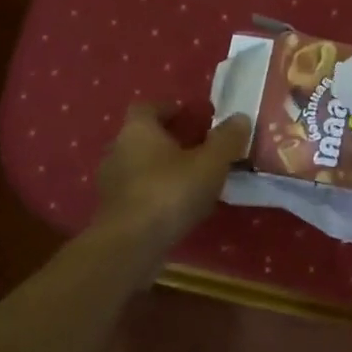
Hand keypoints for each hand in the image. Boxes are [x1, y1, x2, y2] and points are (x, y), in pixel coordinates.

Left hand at [93, 105, 250, 249]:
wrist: (131, 244)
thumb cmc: (170, 192)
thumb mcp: (210, 163)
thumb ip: (226, 139)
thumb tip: (240, 117)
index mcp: (138, 129)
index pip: (149, 107)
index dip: (171, 109)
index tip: (193, 117)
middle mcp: (118, 149)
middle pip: (144, 136)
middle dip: (170, 140)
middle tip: (199, 148)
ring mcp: (111, 182)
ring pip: (140, 165)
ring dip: (163, 168)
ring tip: (192, 179)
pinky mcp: (113, 210)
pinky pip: (138, 191)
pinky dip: (156, 192)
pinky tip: (177, 206)